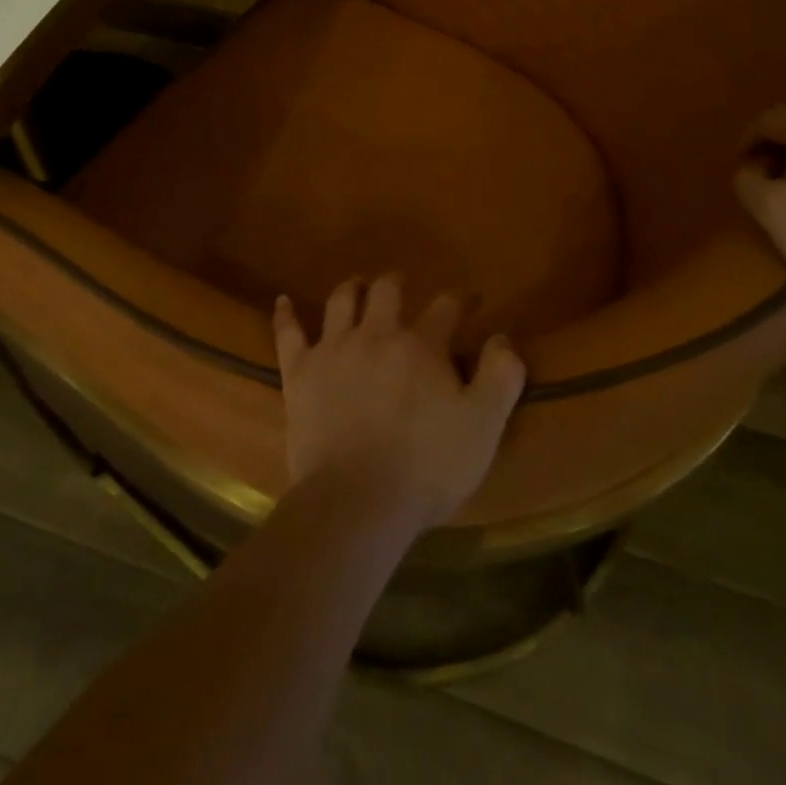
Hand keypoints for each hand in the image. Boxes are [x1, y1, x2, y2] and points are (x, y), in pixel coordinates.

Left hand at [273, 275, 525, 538]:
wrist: (356, 499)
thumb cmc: (427, 466)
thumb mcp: (484, 426)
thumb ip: (501, 376)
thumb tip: (502, 337)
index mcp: (422, 345)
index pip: (446, 307)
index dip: (461, 300)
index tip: (470, 300)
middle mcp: (376, 334)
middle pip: (387, 290)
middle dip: (398, 284)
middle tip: (403, 288)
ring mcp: (333, 349)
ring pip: (341, 301)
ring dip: (352, 289)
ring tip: (358, 287)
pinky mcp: (300, 372)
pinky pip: (288, 333)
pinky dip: (286, 315)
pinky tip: (283, 302)